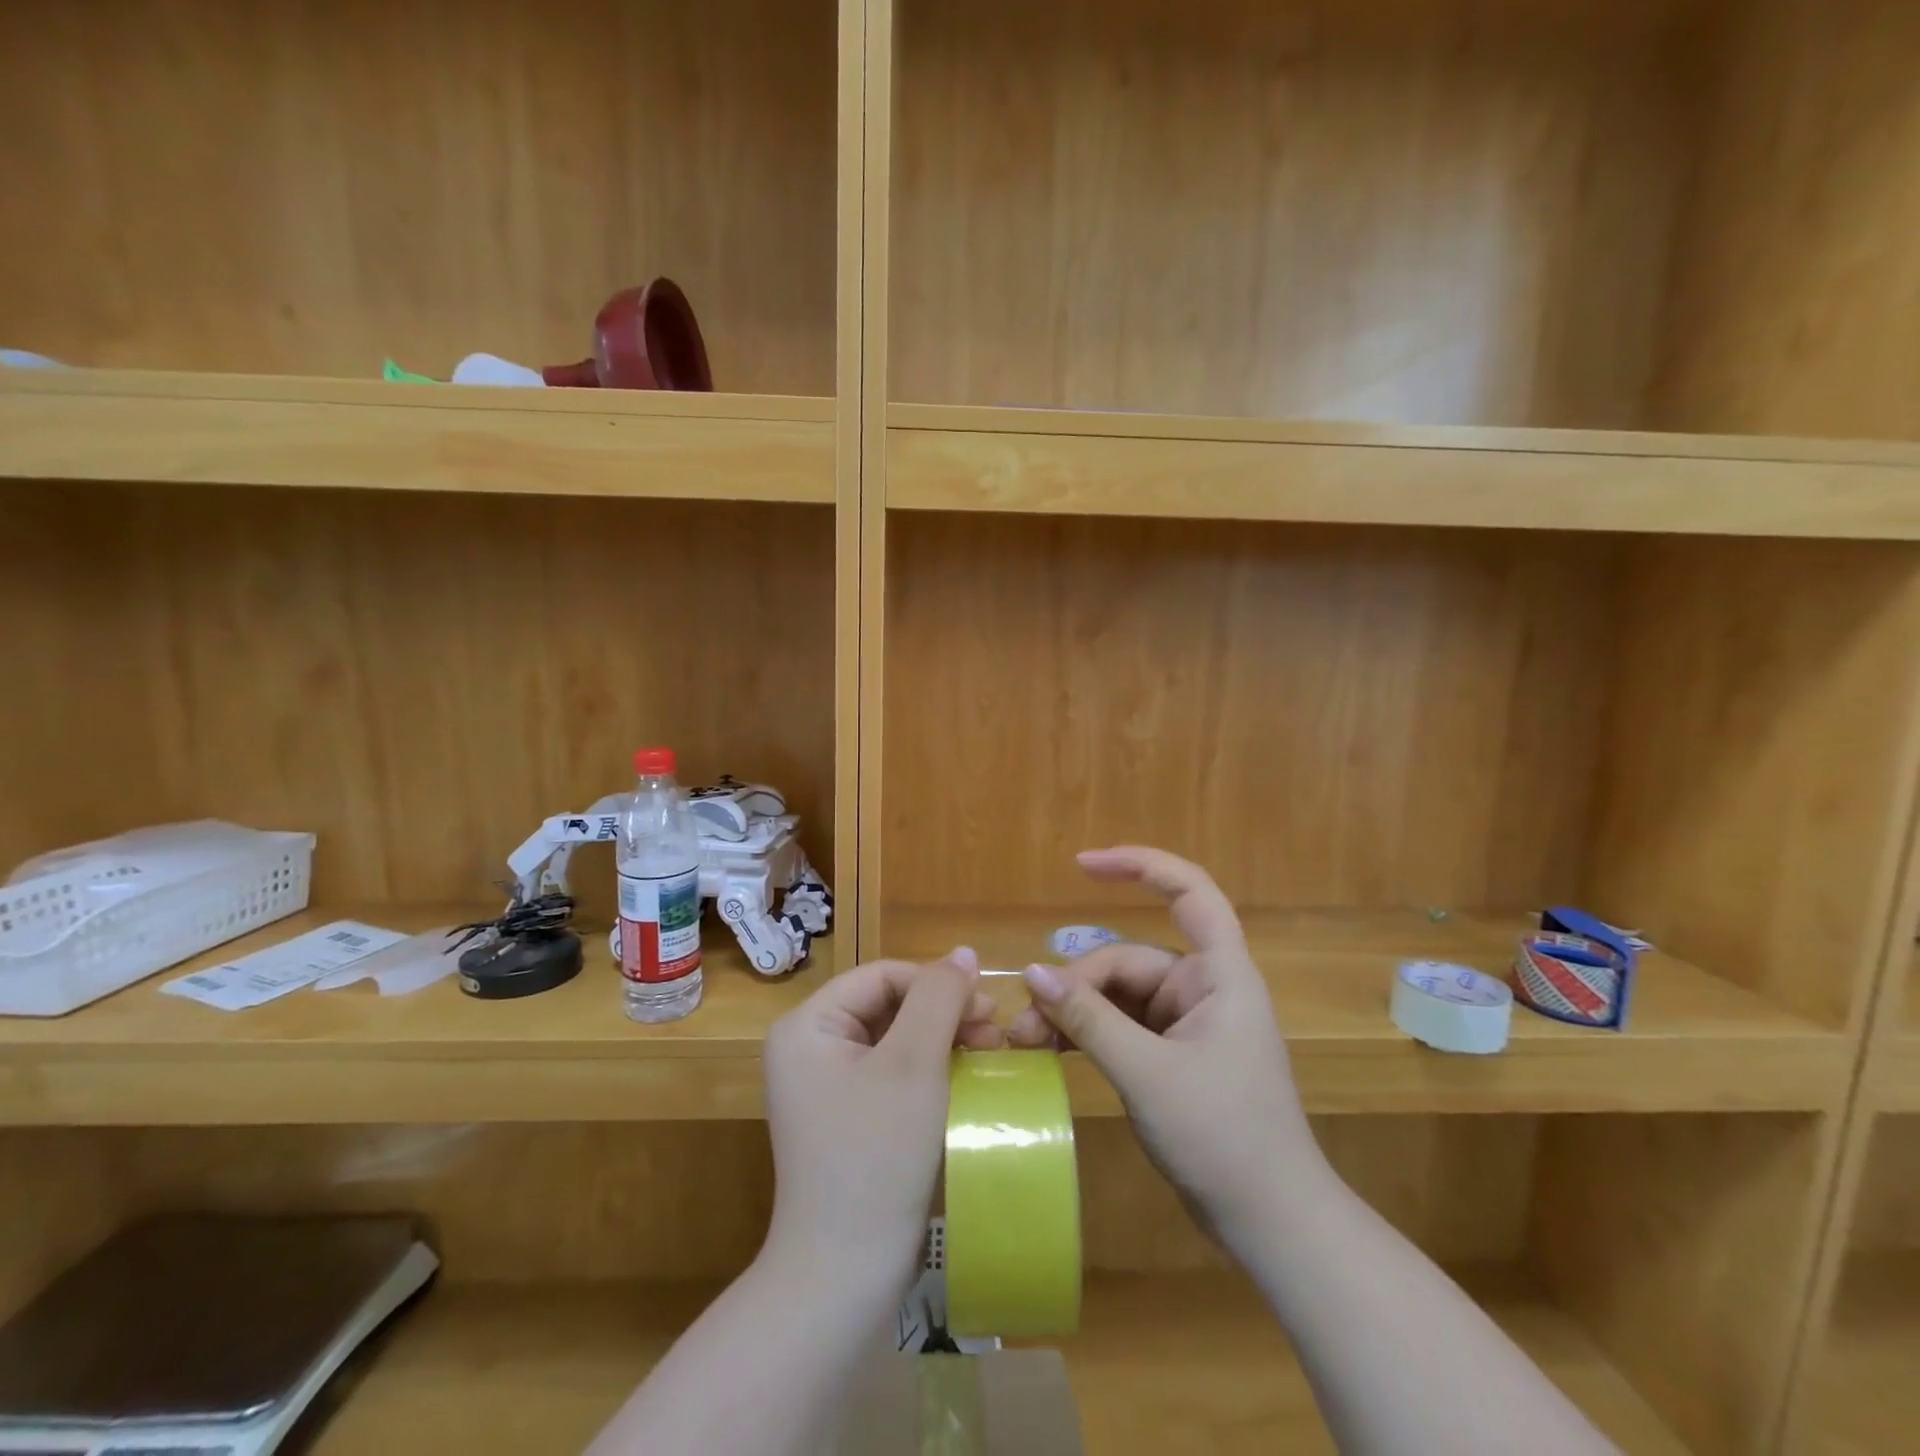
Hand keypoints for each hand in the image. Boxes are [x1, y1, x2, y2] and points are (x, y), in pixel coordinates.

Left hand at [761, 950, 1002, 1295]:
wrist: (844, 1275)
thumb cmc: (877, 1156)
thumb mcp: (914, 1064)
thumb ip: (939, 997)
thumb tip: (963, 952)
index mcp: (807, 1026)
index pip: (882, 976)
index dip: (936, 983)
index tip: (988, 1007)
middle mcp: (807, 1047)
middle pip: (887, 1005)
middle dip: (943, 1013)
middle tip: (994, 1032)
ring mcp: (824, 1085)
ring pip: (894, 1038)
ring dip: (942, 1039)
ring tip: (988, 1053)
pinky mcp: (845, 1117)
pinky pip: (891, 1072)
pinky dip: (929, 1070)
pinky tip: (964, 1079)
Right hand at [1008, 847, 1321, 1239]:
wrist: (1272, 1226)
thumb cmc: (1224, 1138)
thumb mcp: (1147, 1075)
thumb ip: (1089, 1020)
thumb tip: (1031, 973)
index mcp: (1219, 975)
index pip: (1190, 892)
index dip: (1141, 865)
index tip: (1083, 864)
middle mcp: (1203, 988)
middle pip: (1127, 961)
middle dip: (1075, 985)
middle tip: (1024, 1023)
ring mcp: (1187, 1023)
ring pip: (1117, 997)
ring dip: (1073, 1013)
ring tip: (1026, 1042)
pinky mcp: (1173, 1055)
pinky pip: (1121, 1027)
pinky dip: (1087, 1035)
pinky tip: (1049, 1051)